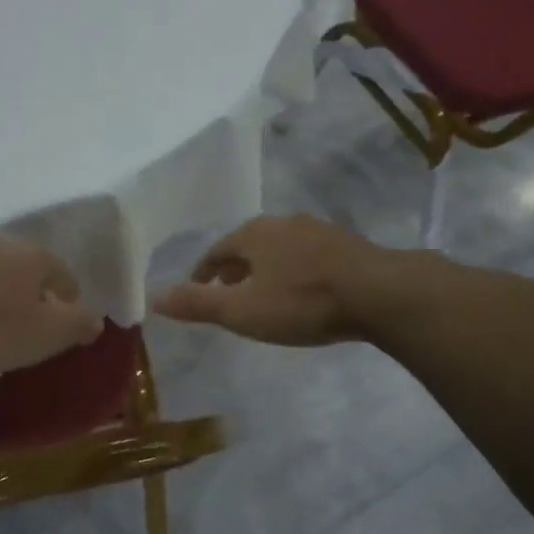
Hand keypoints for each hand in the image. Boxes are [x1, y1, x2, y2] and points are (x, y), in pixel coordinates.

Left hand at [0, 236, 103, 373]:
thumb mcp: (49, 333)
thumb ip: (78, 324)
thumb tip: (97, 320)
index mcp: (35, 257)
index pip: (64, 277)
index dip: (70, 304)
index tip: (65, 330)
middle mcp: (0, 247)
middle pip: (25, 277)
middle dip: (29, 306)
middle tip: (27, 337)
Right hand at [153, 215, 392, 346]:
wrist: (380, 293)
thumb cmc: (302, 302)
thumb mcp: (243, 310)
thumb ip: (198, 303)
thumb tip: (153, 297)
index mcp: (253, 234)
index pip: (216, 250)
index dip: (202, 273)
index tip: (198, 292)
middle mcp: (283, 223)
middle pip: (247, 245)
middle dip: (233, 269)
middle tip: (228, 294)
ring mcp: (318, 230)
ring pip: (279, 248)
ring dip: (265, 268)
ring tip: (263, 293)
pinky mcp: (346, 244)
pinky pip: (306, 255)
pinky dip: (294, 270)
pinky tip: (303, 290)